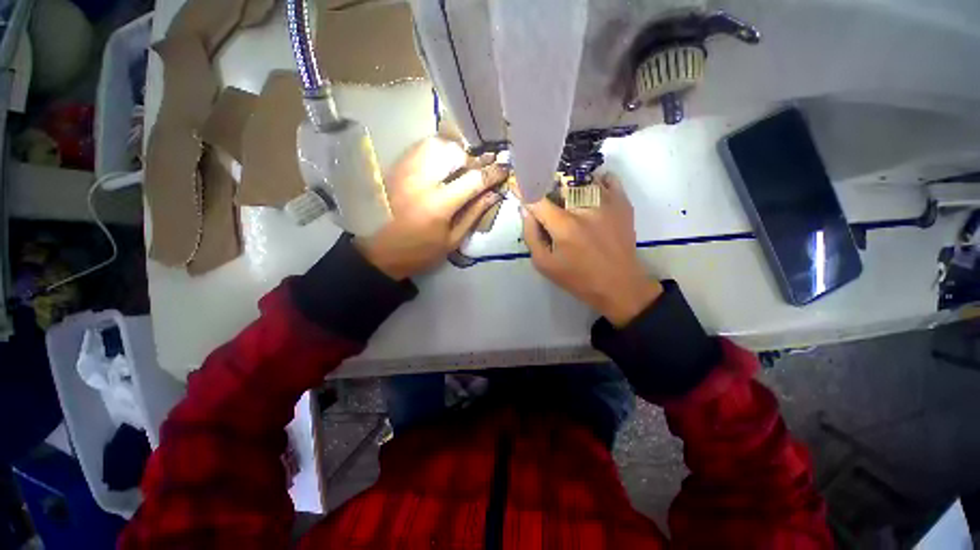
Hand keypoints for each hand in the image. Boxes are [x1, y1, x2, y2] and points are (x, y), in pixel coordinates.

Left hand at [357, 137, 508, 279]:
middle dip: (471, 159)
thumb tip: (493, 194)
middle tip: (477, 172)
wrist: (378, 252)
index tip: (504, 168)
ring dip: (453, 152)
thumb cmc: (419, 252)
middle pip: (454, 152)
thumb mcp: (451, 241)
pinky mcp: (394, 168)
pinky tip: (440, 165)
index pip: (473, 179)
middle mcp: (421, 180)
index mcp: (438, 204)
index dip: (492, 173)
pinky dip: (436, 151)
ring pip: (435, 143)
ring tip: (459, 167)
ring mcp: (405, 170)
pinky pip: (420, 148)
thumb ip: (473, 215)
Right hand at [522, 174, 662, 325]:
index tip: (517, 185)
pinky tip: (591, 194)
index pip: (537, 198)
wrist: (620, 285)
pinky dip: (597, 181)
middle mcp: (585, 207)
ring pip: (583, 178)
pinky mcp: (623, 203)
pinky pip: (608, 179)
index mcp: (564, 225)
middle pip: (559, 183)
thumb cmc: (578, 278)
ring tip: (569, 199)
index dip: (524, 190)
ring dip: (570, 186)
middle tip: (548, 202)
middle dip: (548, 189)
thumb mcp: (544, 264)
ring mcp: (607, 202)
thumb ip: (531, 235)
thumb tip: (525, 209)